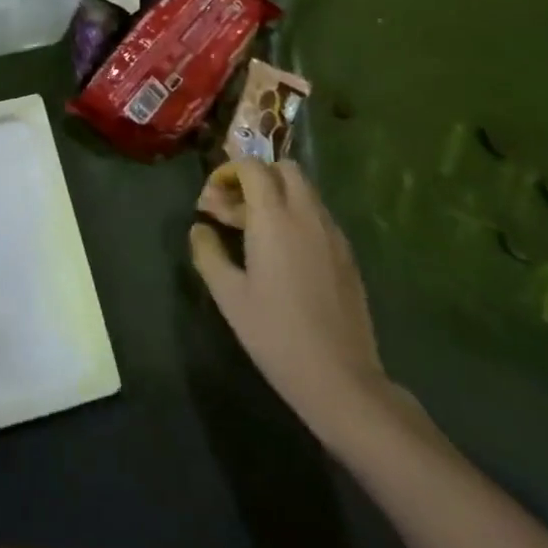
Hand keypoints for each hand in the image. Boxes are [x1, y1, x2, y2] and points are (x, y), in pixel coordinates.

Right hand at [190, 160, 391, 443]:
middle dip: (257, 177)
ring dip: (277, 196)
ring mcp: (332, 234)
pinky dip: (297, 217)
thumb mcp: (228, 295)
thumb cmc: (276, 335)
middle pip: (284, 169)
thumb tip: (200, 229)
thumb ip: (208, 252)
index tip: (211, 200)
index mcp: (274, 217)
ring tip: (255, 233)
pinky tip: (284, 255)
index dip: (228, 172)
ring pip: (305, 191)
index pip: (252, 166)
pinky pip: (319, 217)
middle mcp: (307, 215)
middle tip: (235, 208)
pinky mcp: (347, 256)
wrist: (342, 381)